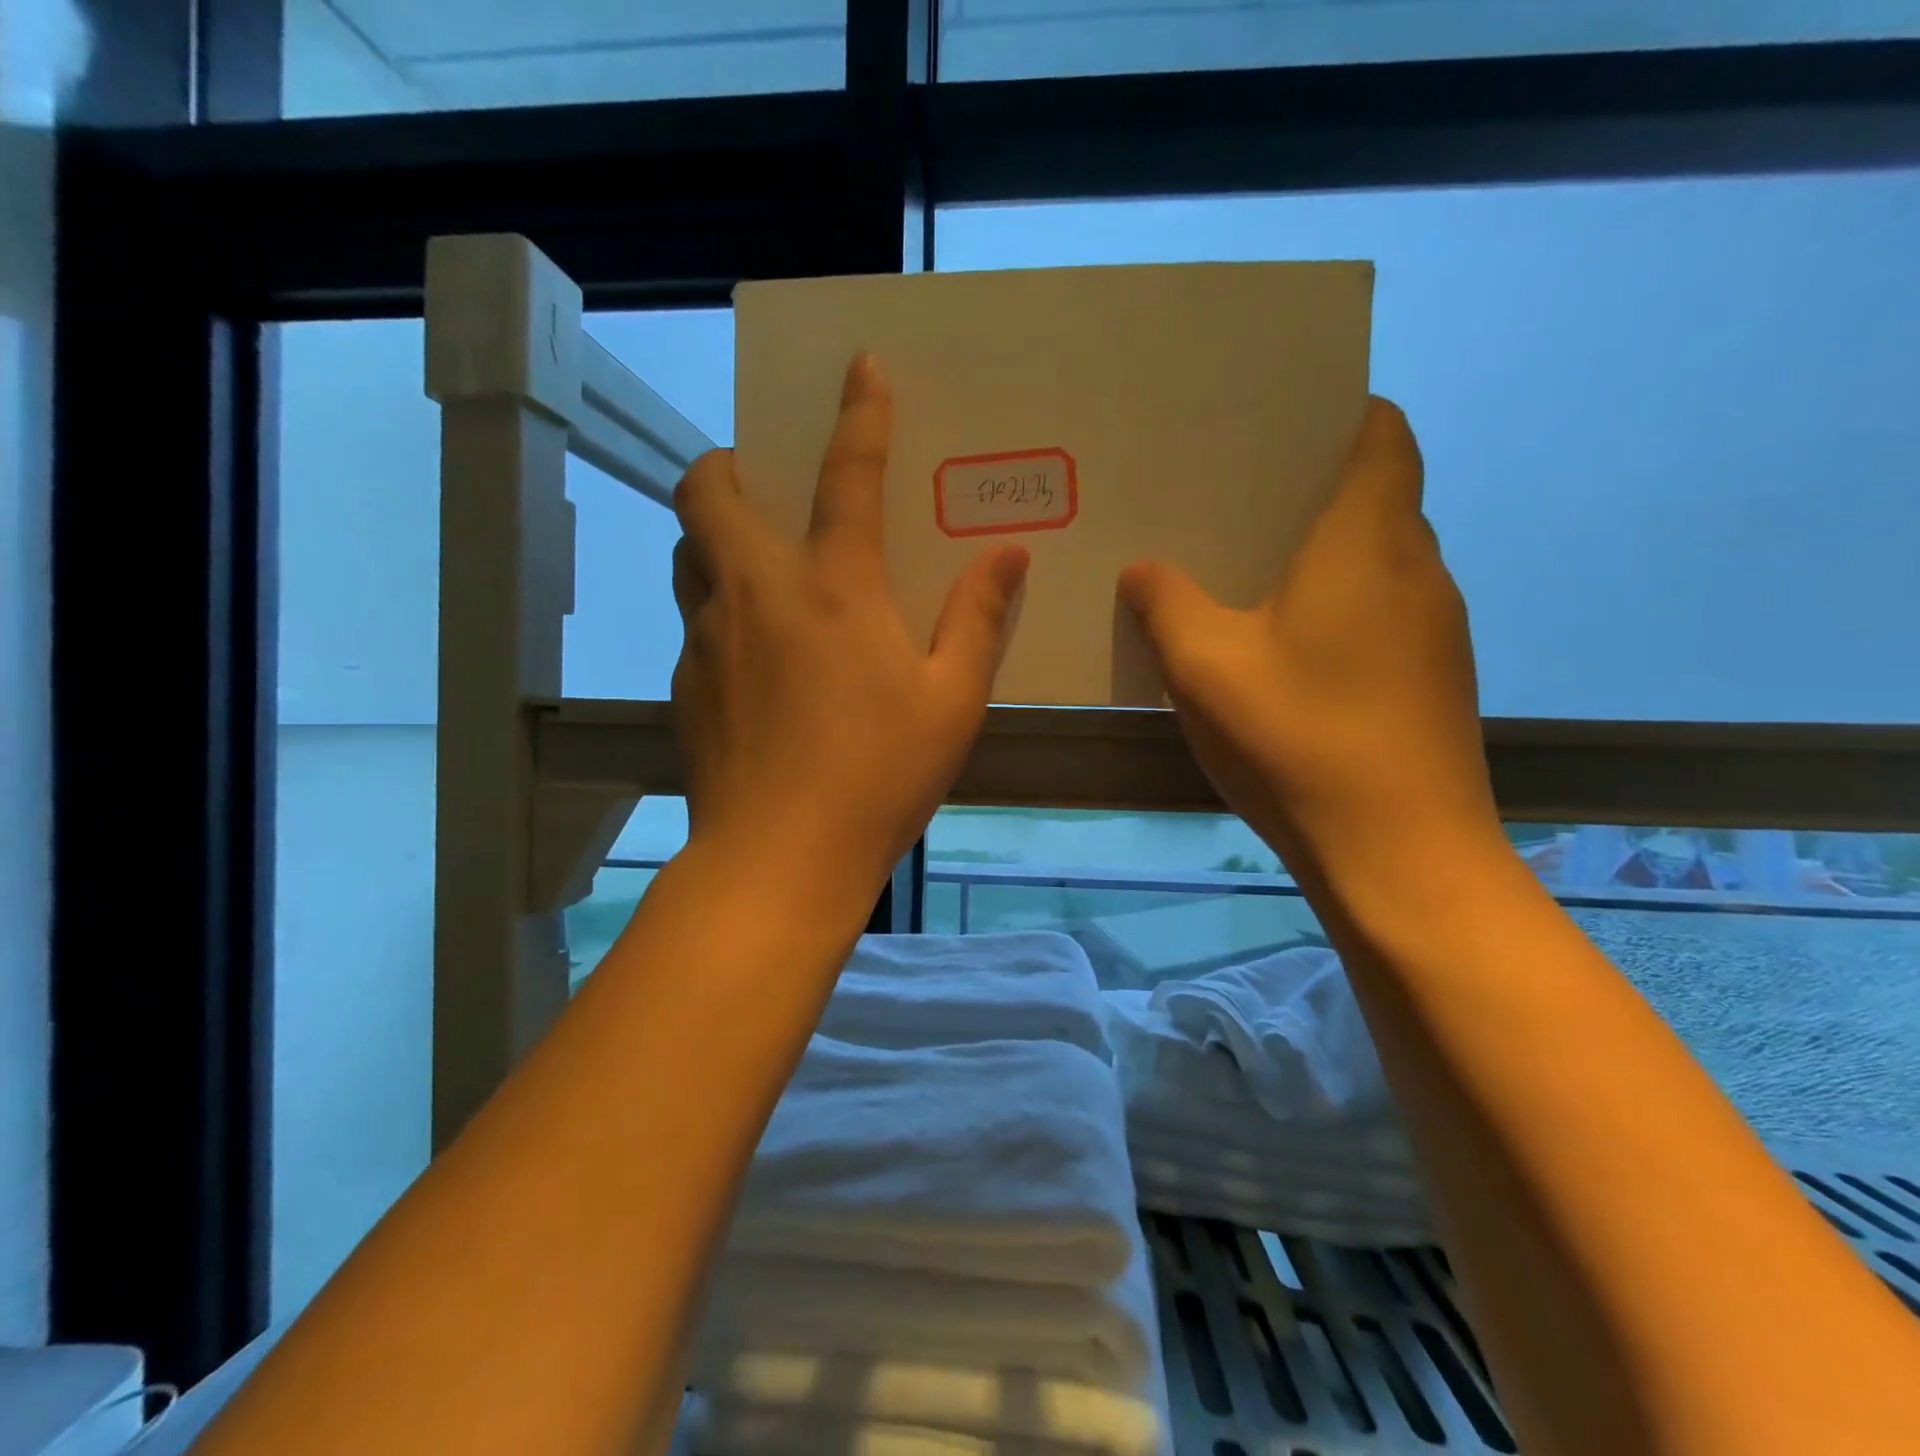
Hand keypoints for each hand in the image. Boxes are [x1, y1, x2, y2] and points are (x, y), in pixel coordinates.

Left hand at [669, 354, 1029, 911]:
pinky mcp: (685, 684)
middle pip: (708, 490)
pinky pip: (694, 621)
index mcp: (833, 586)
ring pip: (687, 552)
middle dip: (730, 464)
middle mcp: (756, 592)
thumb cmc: (879, 775)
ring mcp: (707, 637)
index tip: (860, 366)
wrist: (780, 859)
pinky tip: (755, 661)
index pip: (847, 474)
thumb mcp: (952, 700)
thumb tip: (1008, 554)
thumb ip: (978, 619)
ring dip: (715, 536)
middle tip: (767, 485)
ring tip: (759, 566)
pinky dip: (719, 611)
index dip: (859, 412)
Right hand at [1119, 398, 1497, 877]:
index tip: (1278, 428)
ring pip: (1379, 561)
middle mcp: (1417, 569)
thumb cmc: (1299, 738)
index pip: (1383, 435)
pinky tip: (1286, 652)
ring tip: (1249, 575)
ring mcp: (1436, 628)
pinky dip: (1339, 608)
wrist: (1400, 853)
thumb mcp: (1205, 666)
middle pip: (1378, 497)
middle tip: (1234, 503)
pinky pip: (1383, 613)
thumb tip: (1144, 569)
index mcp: (1368, 542)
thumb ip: (1166, 605)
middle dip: (1313, 490)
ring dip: (1324, 556)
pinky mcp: (1433, 679)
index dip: (1342, 414)